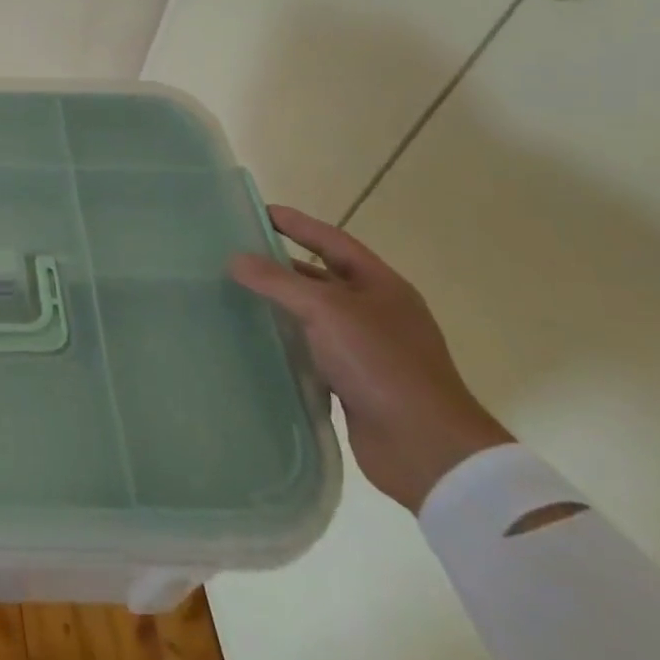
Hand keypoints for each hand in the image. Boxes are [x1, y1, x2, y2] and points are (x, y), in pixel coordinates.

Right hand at [230, 205, 511, 512]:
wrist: (425, 448)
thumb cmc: (381, 364)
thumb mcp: (327, 311)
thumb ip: (278, 282)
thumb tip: (235, 259)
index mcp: (381, 286)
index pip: (332, 241)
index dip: (297, 224)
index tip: (260, 212)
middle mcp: (376, 312)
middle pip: (322, 277)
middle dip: (281, 265)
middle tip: (237, 255)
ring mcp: (366, 349)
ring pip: (313, 316)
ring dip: (279, 306)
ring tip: (234, 295)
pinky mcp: (352, 382)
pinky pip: (311, 351)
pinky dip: (285, 343)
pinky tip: (253, 340)